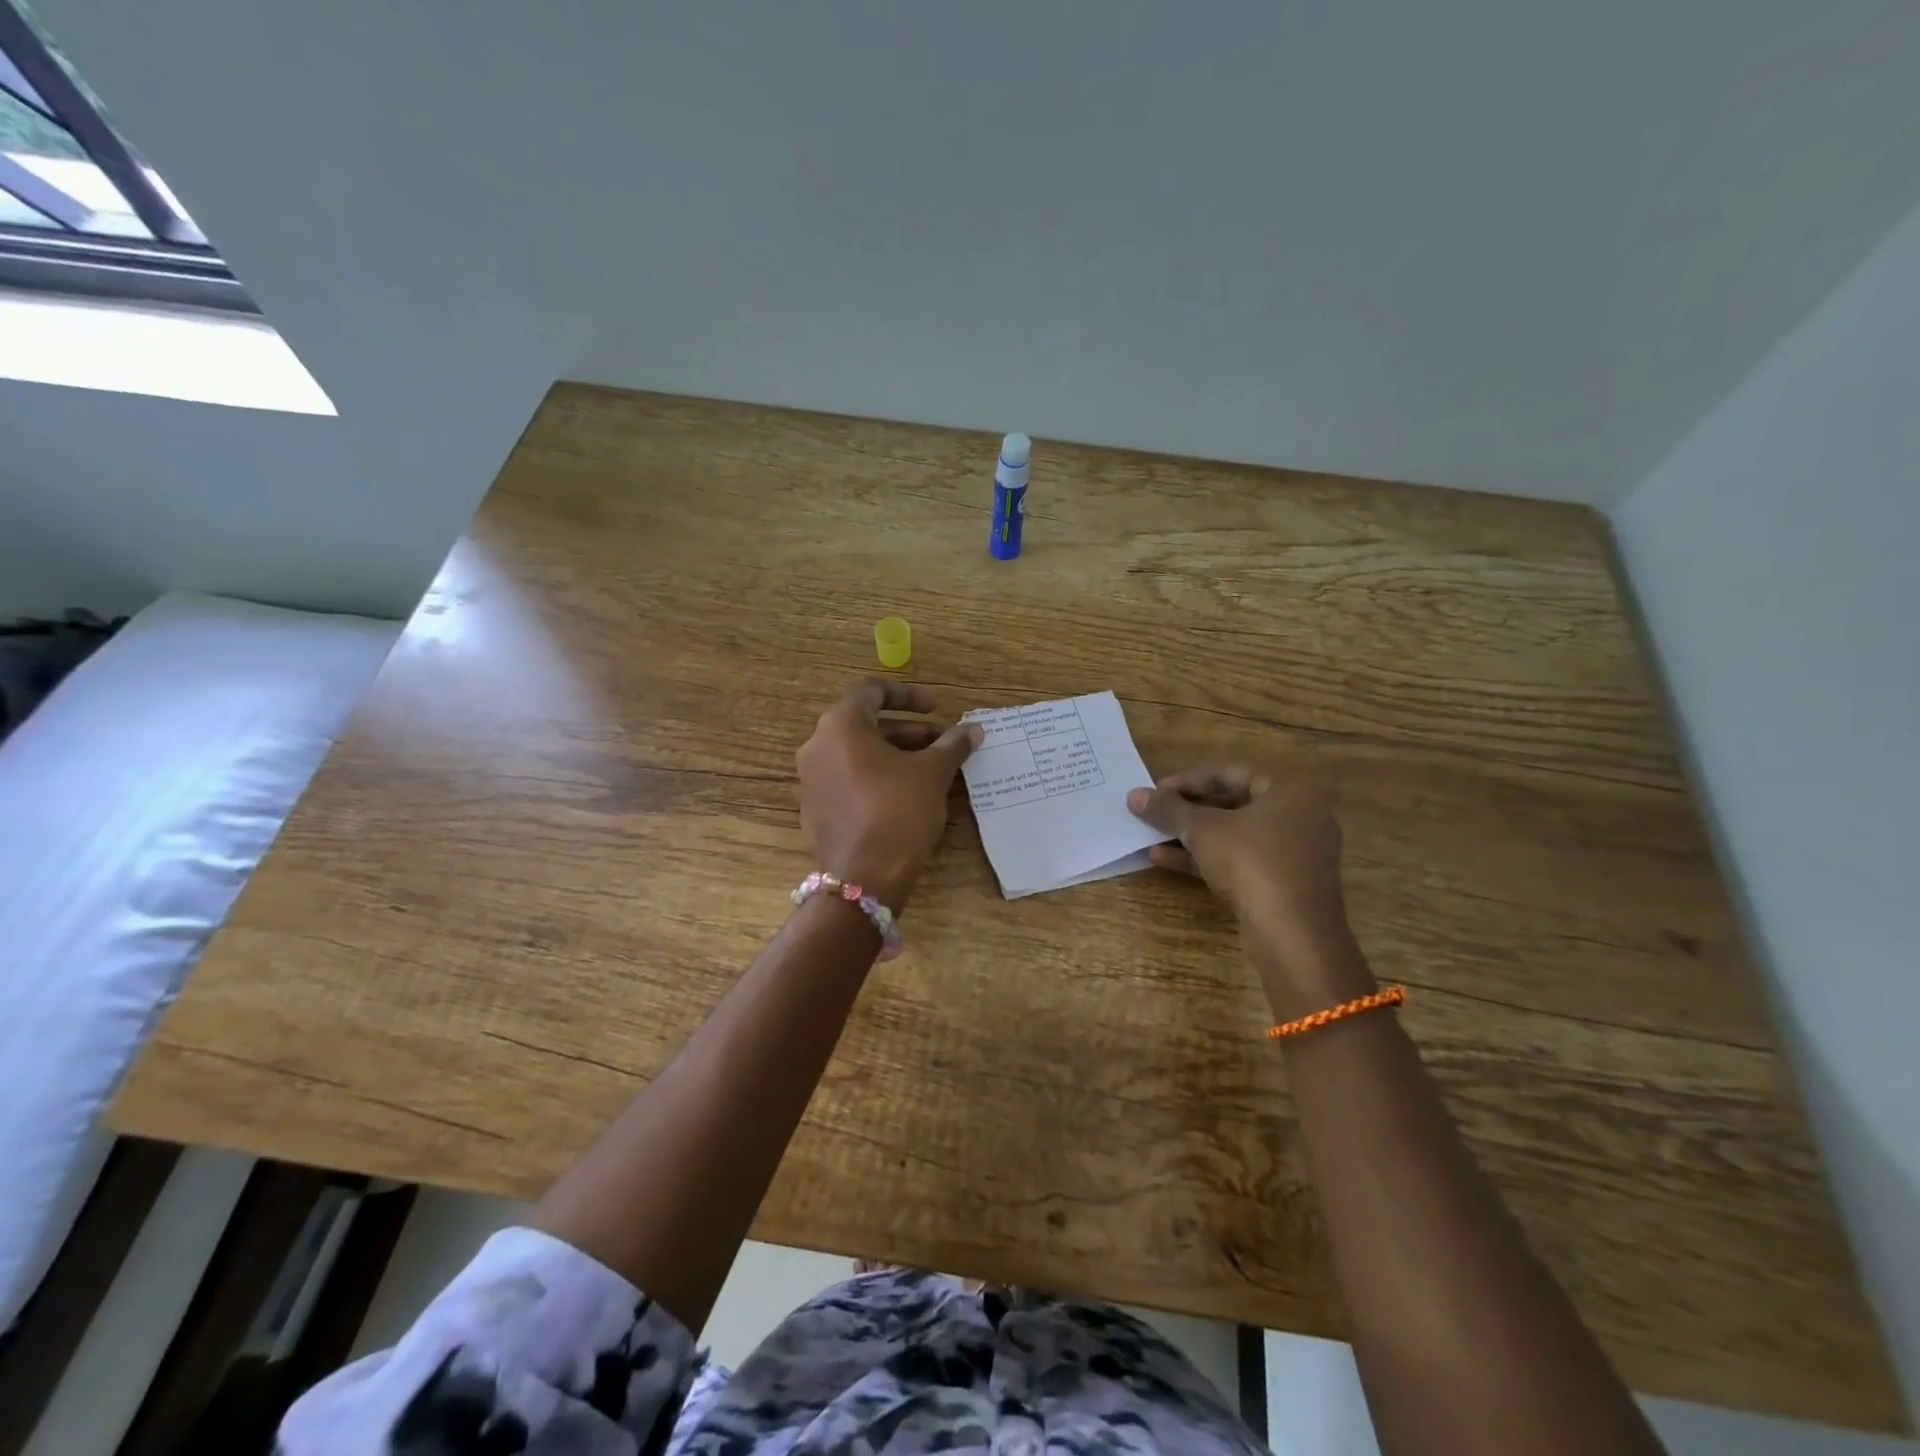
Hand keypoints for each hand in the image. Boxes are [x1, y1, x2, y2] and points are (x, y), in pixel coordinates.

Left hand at [795, 680, 981, 910]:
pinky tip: (906, 796)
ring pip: (857, 755)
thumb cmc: (898, 812)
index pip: (871, 692)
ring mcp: (811, 781)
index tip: (937, 708)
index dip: (908, 695)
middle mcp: (816, 747)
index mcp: (840, 727)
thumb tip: (973, 729)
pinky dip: (877, 778)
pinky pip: (848, 781)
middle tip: (943, 744)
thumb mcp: (932, 774)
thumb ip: (951, 745)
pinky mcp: (815, 810)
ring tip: (931, 770)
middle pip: (866, 725)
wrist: (864, 879)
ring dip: (895, 755)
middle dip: (909, 732)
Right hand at [1128, 767, 1371, 1010]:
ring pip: (1233, 835)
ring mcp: (1292, 854)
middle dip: (1187, 810)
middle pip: (1232, 804)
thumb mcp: (1203, 830)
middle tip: (1154, 813)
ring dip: (1191, 836)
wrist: (1293, 936)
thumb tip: (1134, 795)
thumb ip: (1168, 809)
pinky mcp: (1281, 884)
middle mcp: (1298, 817)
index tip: (1156, 790)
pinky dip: (1204, 858)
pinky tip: (1163, 860)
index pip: (1231, 773)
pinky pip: (1238, 861)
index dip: (1189, 780)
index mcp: (1290, 791)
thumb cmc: (1253, 864)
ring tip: (1150, 837)